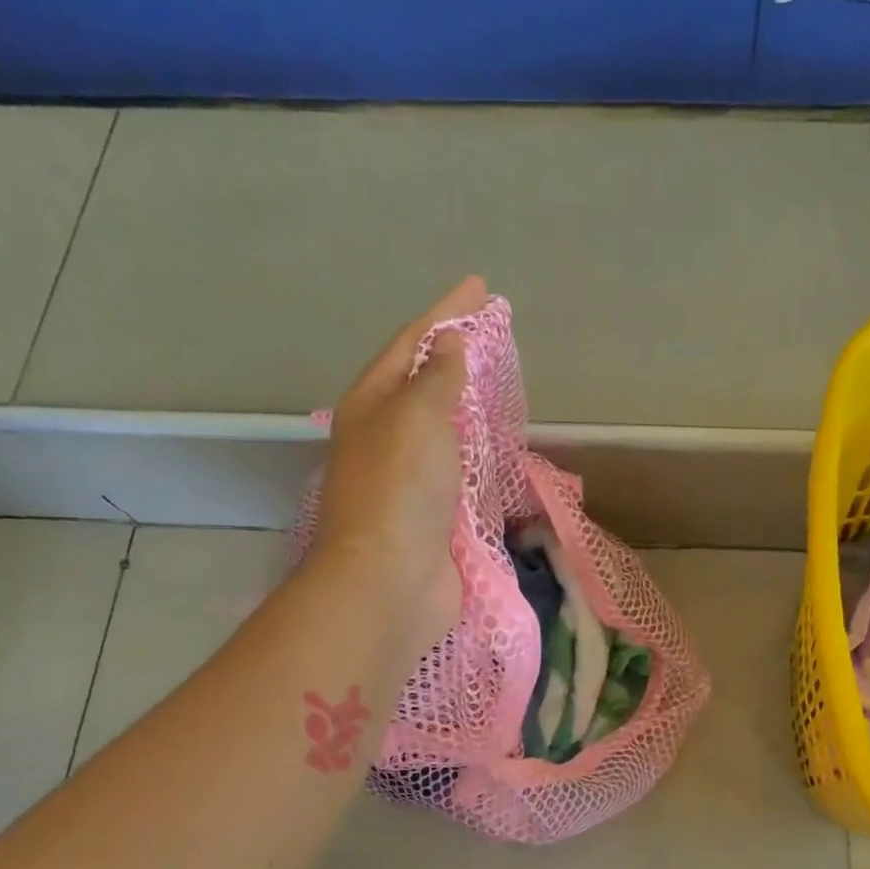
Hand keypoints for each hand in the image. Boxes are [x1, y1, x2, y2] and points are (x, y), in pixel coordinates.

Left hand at [313, 277, 487, 652]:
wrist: (390, 581)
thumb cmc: (400, 489)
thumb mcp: (417, 417)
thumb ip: (436, 379)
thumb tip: (447, 344)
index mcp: (372, 405)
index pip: (410, 344)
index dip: (444, 313)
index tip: (479, 287)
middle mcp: (384, 437)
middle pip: (422, 384)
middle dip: (454, 356)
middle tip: (491, 333)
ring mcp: (408, 479)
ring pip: (442, 430)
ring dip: (467, 405)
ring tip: (498, 383)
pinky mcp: (433, 515)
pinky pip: (459, 471)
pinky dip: (478, 454)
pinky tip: (497, 447)